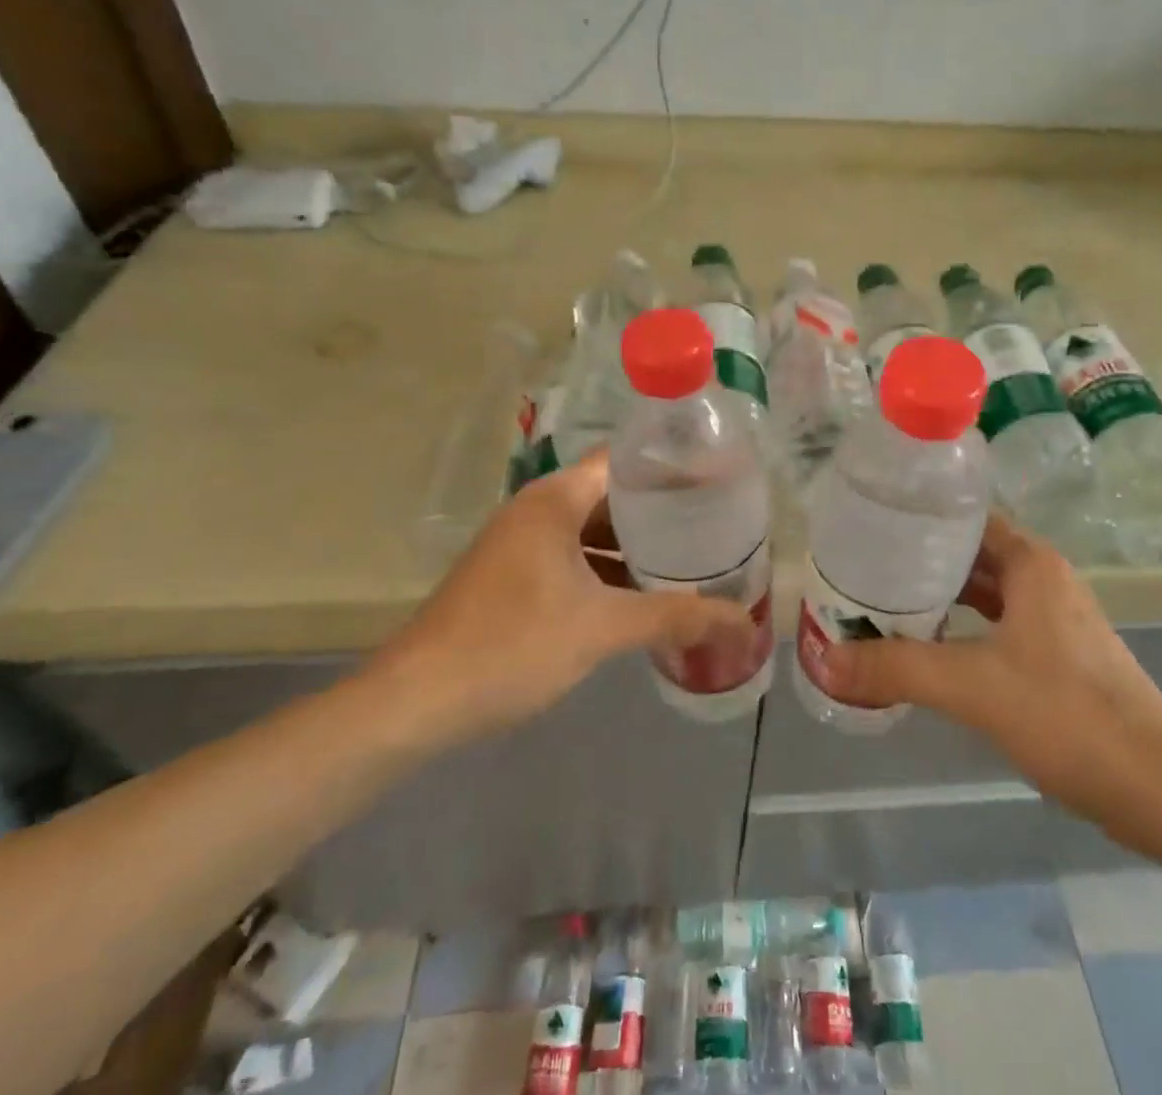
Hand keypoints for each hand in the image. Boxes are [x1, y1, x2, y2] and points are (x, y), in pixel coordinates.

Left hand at [363, 452, 746, 743]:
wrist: (416, 702)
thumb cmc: (512, 645)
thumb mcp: (602, 629)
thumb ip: (676, 618)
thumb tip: (745, 623)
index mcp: (555, 499)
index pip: (625, 459)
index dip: (672, 467)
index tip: (719, 480)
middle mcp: (537, 510)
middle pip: (612, 495)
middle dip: (661, 512)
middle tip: (716, 525)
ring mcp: (522, 544)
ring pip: (593, 531)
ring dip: (635, 547)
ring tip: (691, 560)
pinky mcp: (514, 576)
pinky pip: (574, 559)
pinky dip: (608, 571)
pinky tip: (642, 597)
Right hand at [819, 514, 1161, 835]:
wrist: (1160, 791)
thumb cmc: (1068, 717)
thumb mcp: (972, 686)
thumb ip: (896, 669)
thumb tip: (824, 660)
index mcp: (1031, 564)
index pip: (965, 518)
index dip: (918, 517)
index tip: (870, 525)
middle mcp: (1045, 581)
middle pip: (971, 555)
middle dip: (919, 561)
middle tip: (862, 567)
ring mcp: (1055, 622)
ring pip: (985, 595)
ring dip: (940, 598)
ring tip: (882, 604)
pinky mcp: (1059, 660)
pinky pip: (997, 627)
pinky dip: (962, 630)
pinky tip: (929, 649)